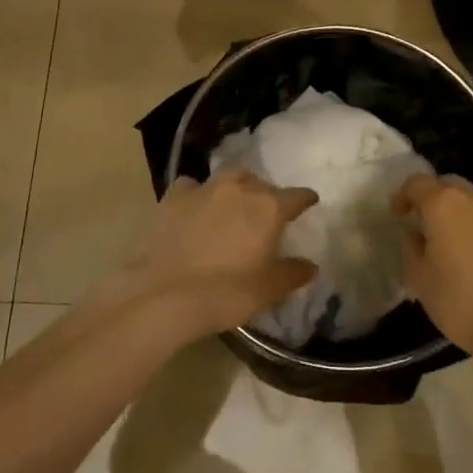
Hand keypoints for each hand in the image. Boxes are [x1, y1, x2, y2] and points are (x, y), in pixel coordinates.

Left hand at [122, 170, 318, 334]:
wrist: (163, 295)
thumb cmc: (225, 293)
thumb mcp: (267, 290)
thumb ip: (292, 273)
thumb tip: (310, 266)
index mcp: (268, 208)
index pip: (297, 195)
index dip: (305, 199)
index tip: (309, 202)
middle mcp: (238, 189)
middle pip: (260, 183)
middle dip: (267, 195)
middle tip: (265, 214)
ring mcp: (203, 189)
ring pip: (228, 178)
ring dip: (236, 188)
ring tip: (232, 206)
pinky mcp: (172, 197)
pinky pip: (191, 186)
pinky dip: (197, 194)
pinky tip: (194, 208)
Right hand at [392, 172, 472, 353]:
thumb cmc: (459, 299)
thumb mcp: (419, 278)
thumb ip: (411, 249)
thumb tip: (415, 236)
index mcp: (443, 204)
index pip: (416, 183)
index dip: (403, 196)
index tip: (398, 215)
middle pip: (447, 184)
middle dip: (432, 197)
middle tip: (423, 223)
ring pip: (472, 199)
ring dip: (457, 211)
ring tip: (451, 239)